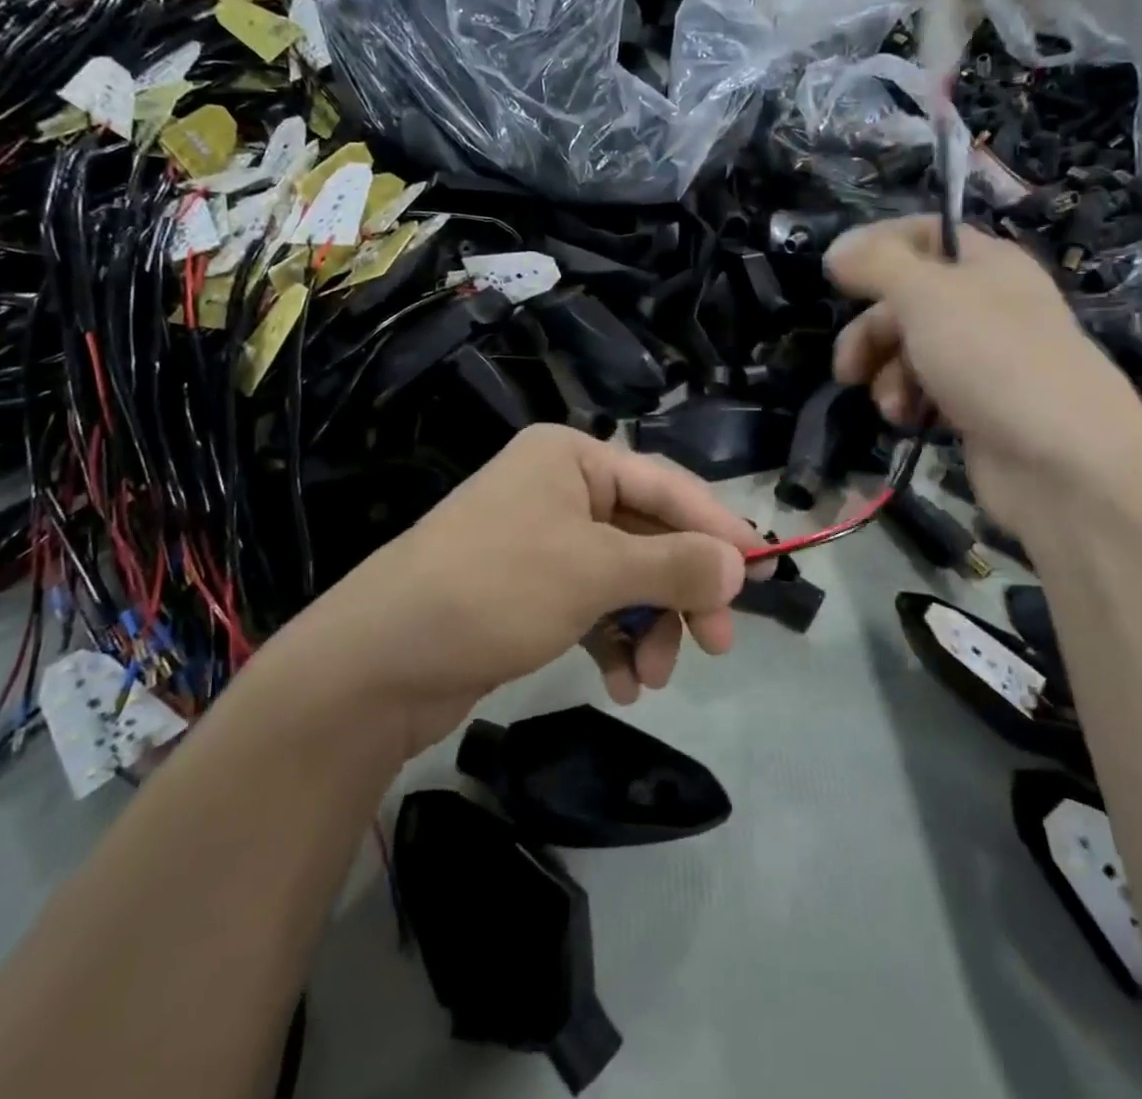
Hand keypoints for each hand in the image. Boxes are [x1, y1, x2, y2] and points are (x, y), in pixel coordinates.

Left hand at [295, 425, 756, 756]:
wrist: (375, 664)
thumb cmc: (495, 589)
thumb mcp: (596, 571)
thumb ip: (676, 564)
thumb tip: (740, 564)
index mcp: (572, 457)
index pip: (667, 486)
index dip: (719, 528)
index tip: (766, 570)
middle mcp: (558, 489)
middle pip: (648, 534)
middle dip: (684, 590)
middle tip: (721, 642)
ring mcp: (541, 541)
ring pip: (625, 577)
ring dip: (650, 625)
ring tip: (656, 678)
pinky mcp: (527, 590)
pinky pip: (593, 606)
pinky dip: (615, 641)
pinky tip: (624, 684)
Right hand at [825, 217, 1141, 528]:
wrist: (1064, 462)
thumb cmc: (995, 360)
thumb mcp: (928, 297)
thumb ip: (877, 265)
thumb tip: (837, 248)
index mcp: (987, 264)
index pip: (925, 235)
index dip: (878, 247)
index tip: (835, 274)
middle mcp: (987, 305)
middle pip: (908, 301)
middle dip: (871, 332)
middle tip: (848, 367)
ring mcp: (984, 359)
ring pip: (912, 351)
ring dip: (887, 375)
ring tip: (891, 406)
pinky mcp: (978, 407)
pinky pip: (927, 392)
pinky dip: (909, 403)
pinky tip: (907, 421)